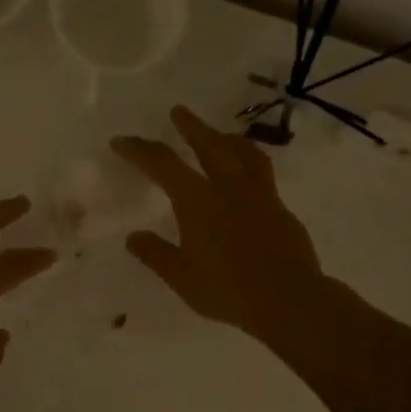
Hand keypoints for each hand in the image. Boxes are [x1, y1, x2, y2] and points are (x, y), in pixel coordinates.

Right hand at [111, 106, 326, 348]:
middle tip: (178, 111)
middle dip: (190, 126)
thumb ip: (156, 254)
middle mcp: (229, 188)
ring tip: (220, 134)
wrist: (290, 300)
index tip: (121, 141)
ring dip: (226, 138)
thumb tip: (134, 237)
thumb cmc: (228, 290)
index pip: (162, 164)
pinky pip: (262, 174)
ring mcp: (260, 196)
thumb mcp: (182, 277)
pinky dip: (249, 164)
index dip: (139, 150)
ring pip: (243, 153)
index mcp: (198, 200)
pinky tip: (248, 178)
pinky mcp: (282, 209)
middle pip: (209, 144)